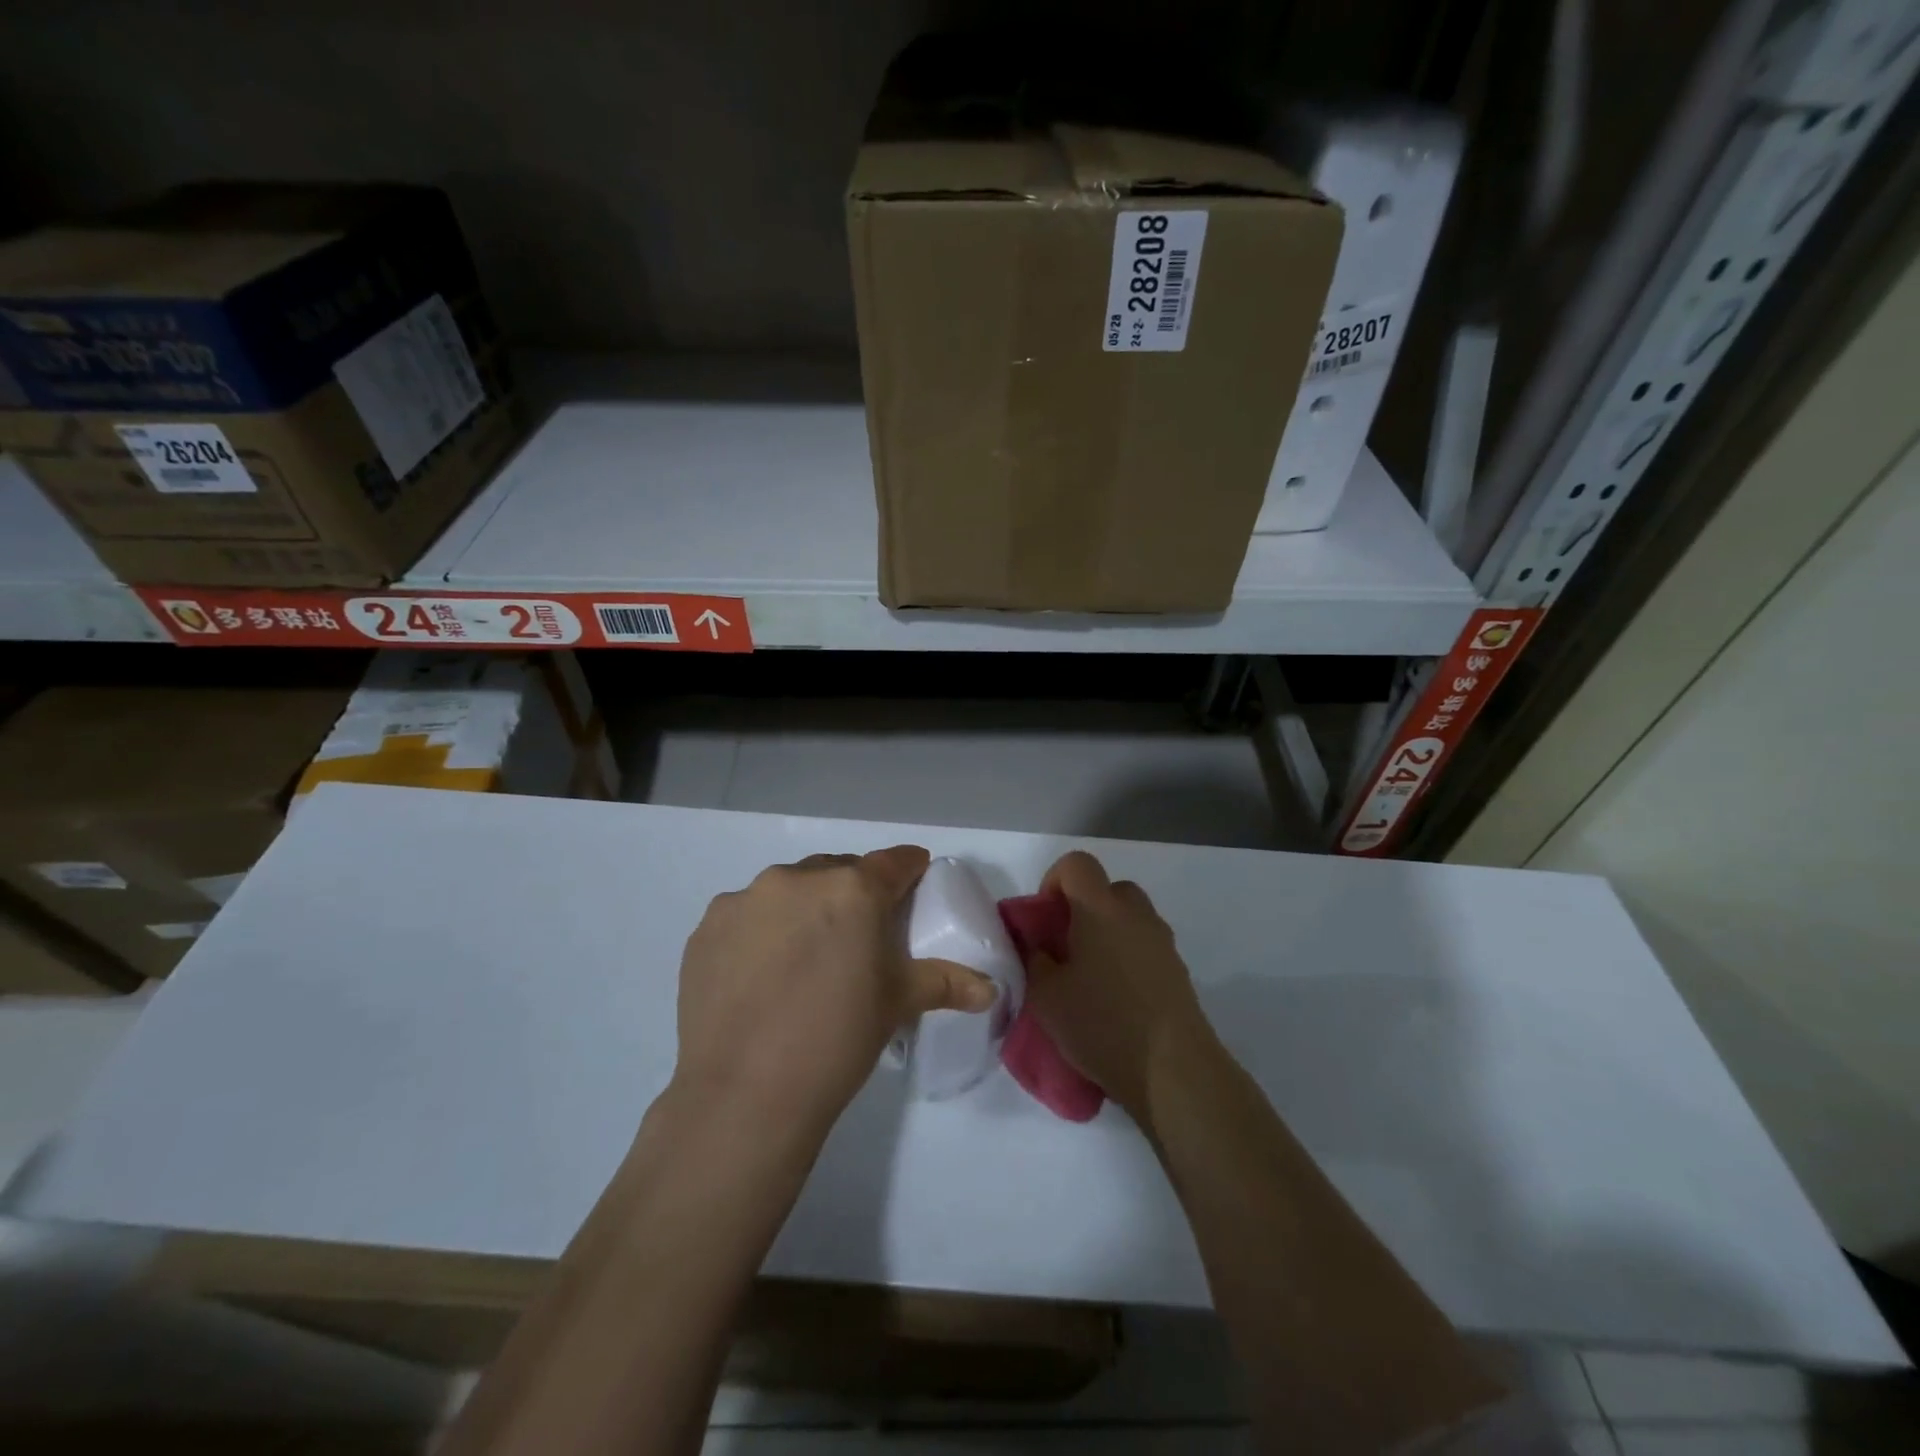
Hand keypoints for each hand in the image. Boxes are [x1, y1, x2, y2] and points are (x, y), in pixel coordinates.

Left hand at [673, 846, 995, 1133]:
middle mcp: (798, 878)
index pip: (894, 862)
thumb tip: (990, 990)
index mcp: (853, 889)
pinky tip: (760, 974)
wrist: (745, 1095)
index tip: (914, 884)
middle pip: (839, 872)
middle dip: (853, 893)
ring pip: (788, 889)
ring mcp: (746, 899)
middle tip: (857, 937)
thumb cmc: (837, 1040)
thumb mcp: (897, 1004)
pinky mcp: (707, 926)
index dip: (909, 871)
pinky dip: (760, 931)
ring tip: (803, 960)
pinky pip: (746, 915)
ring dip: (803, 909)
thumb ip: (946, 982)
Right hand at [1024, 850, 1215, 1119]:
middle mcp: (1136, 915)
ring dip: (1108, 934)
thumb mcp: (1045, 997)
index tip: (1045, 920)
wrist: (1173, 1071)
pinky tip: (1116, 1001)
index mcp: (1100, 909)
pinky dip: (1128, 959)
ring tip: (1090, 979)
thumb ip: (1036, 961)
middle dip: (1084, 908)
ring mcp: (1163, 942)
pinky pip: (1145, 948)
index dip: (1054, 881)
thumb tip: (1042, 949)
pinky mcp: (1179, 971)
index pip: (1077, 863)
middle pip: (1108, 889)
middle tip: (1066, 948)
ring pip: (1130, 919)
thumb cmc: (1102, 1024)